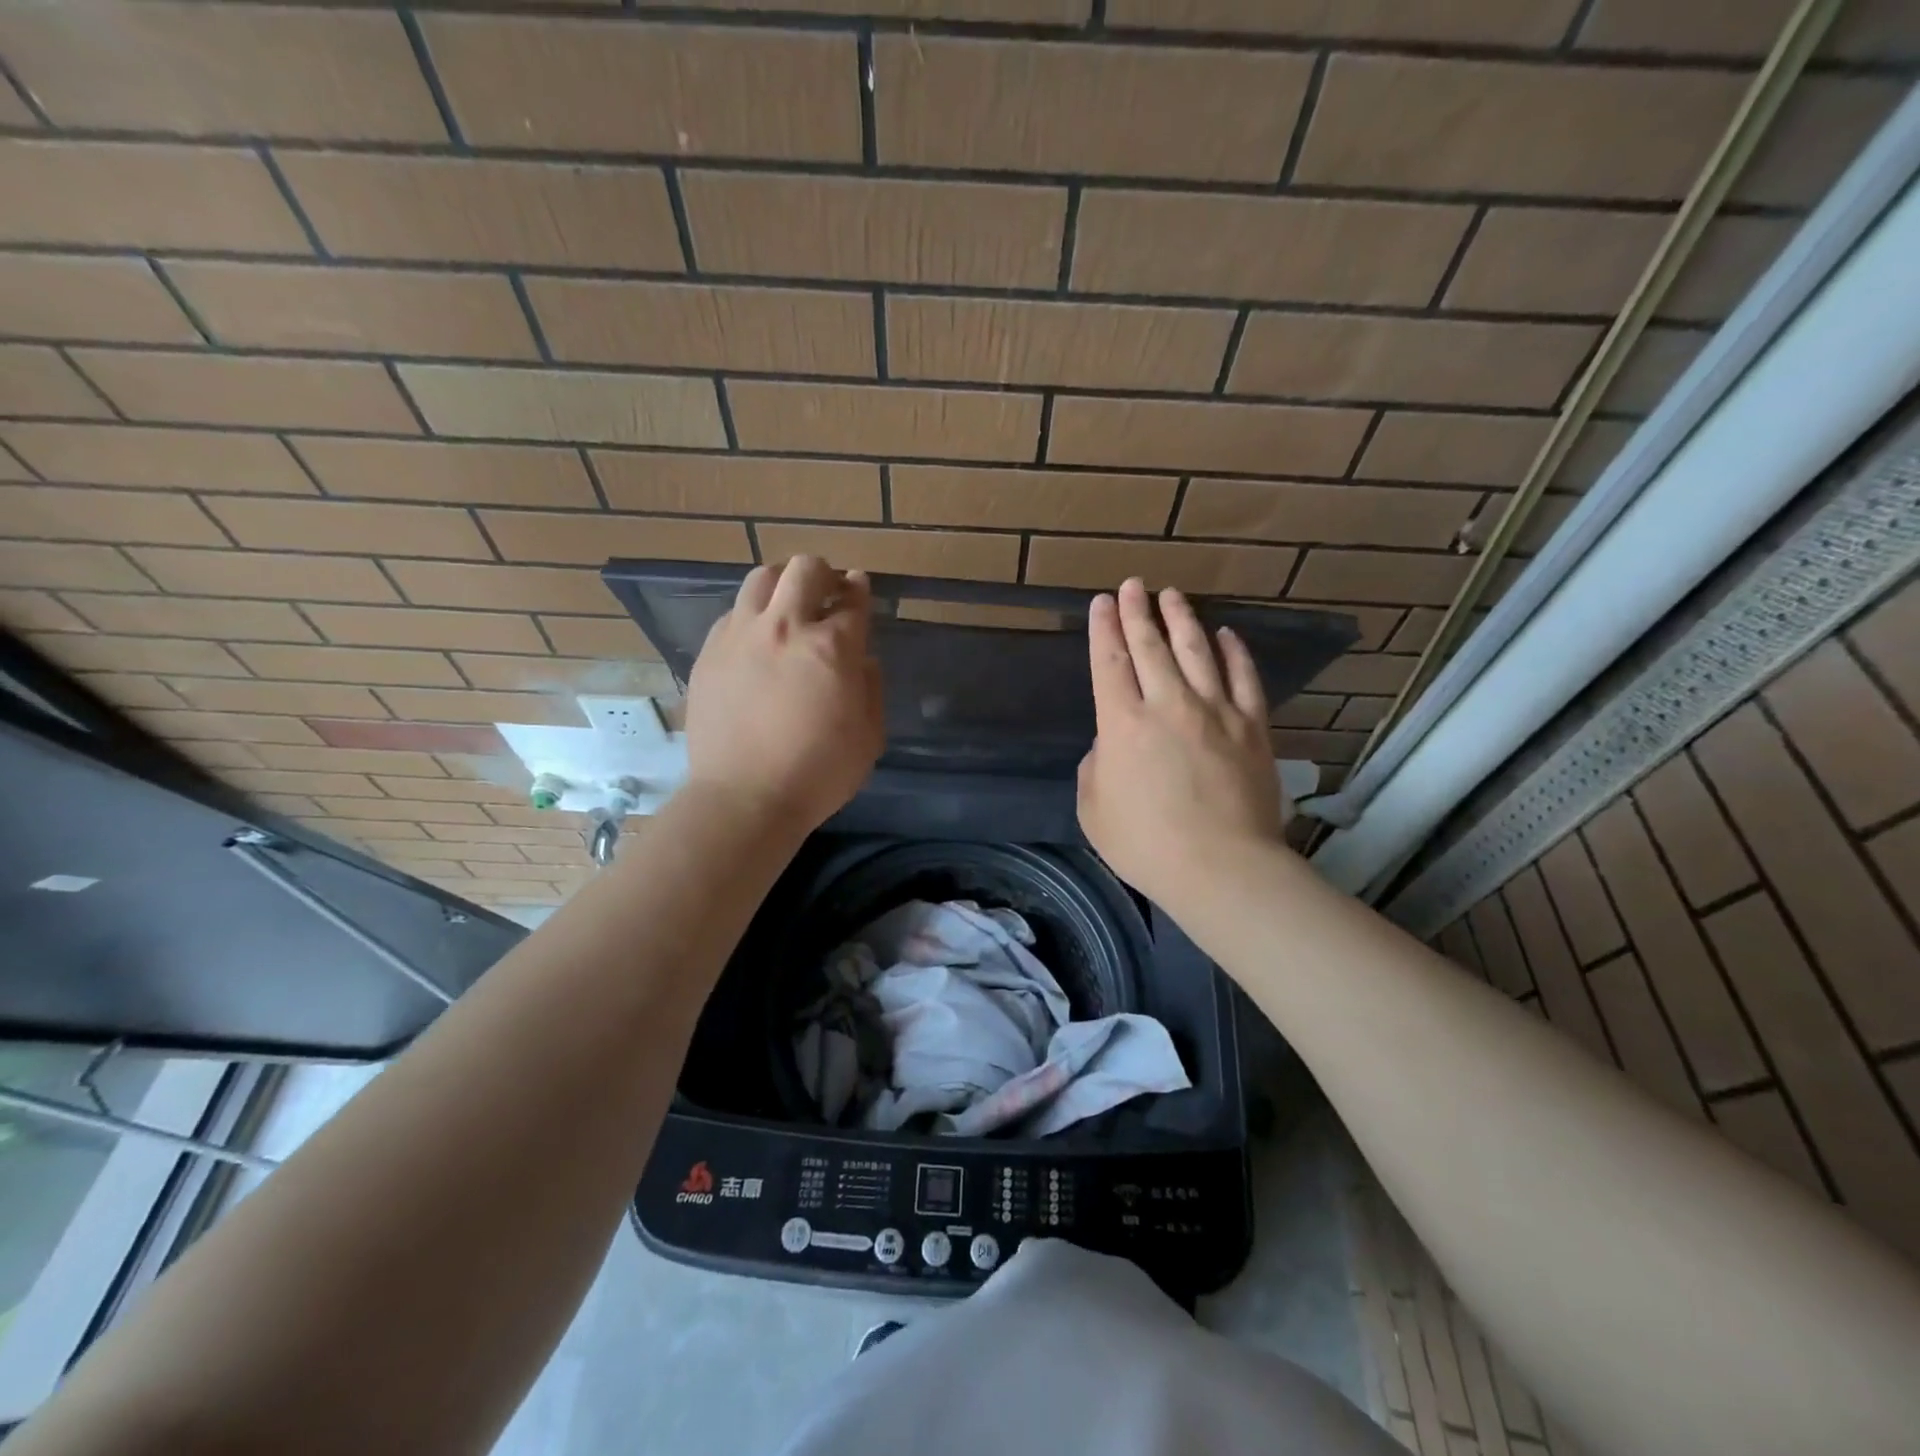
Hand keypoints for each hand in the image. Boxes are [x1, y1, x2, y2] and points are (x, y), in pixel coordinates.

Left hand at [684, 556, 883, 833]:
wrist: (744, 798)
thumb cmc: (818, 773)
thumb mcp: (869, 737)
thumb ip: (870, 688)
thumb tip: (860, 661)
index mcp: (832, 647)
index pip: (853, 600)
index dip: (860, 590)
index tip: (860, 589)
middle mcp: (785, 627)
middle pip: (805, 569)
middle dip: (823, 573)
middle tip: (828, 592)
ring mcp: (740, 636)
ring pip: (761, 578)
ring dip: (782, 583)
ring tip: (787, 606)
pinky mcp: (709, 653)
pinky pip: (732, 614)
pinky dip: (752, 615)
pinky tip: (757, 640)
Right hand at [1077, 578, 1285, 909]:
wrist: (1220, 867)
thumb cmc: (1146, 844)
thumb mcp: (1094, 808)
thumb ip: (1096, 766)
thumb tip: (1113, 744)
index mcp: (1123, 723)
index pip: (1109, 662)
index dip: (1104, 629)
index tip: (1102, 602)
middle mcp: (1168, 704)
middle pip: (1150, 646)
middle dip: (1138, 612)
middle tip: (1134, 585)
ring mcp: (1215, 711)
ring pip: (1196, 651)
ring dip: (1182, 619)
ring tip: (1172, 595)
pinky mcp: (1252, 727)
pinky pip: (1244, 678)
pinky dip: (1235, 652)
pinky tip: (1226, 635)